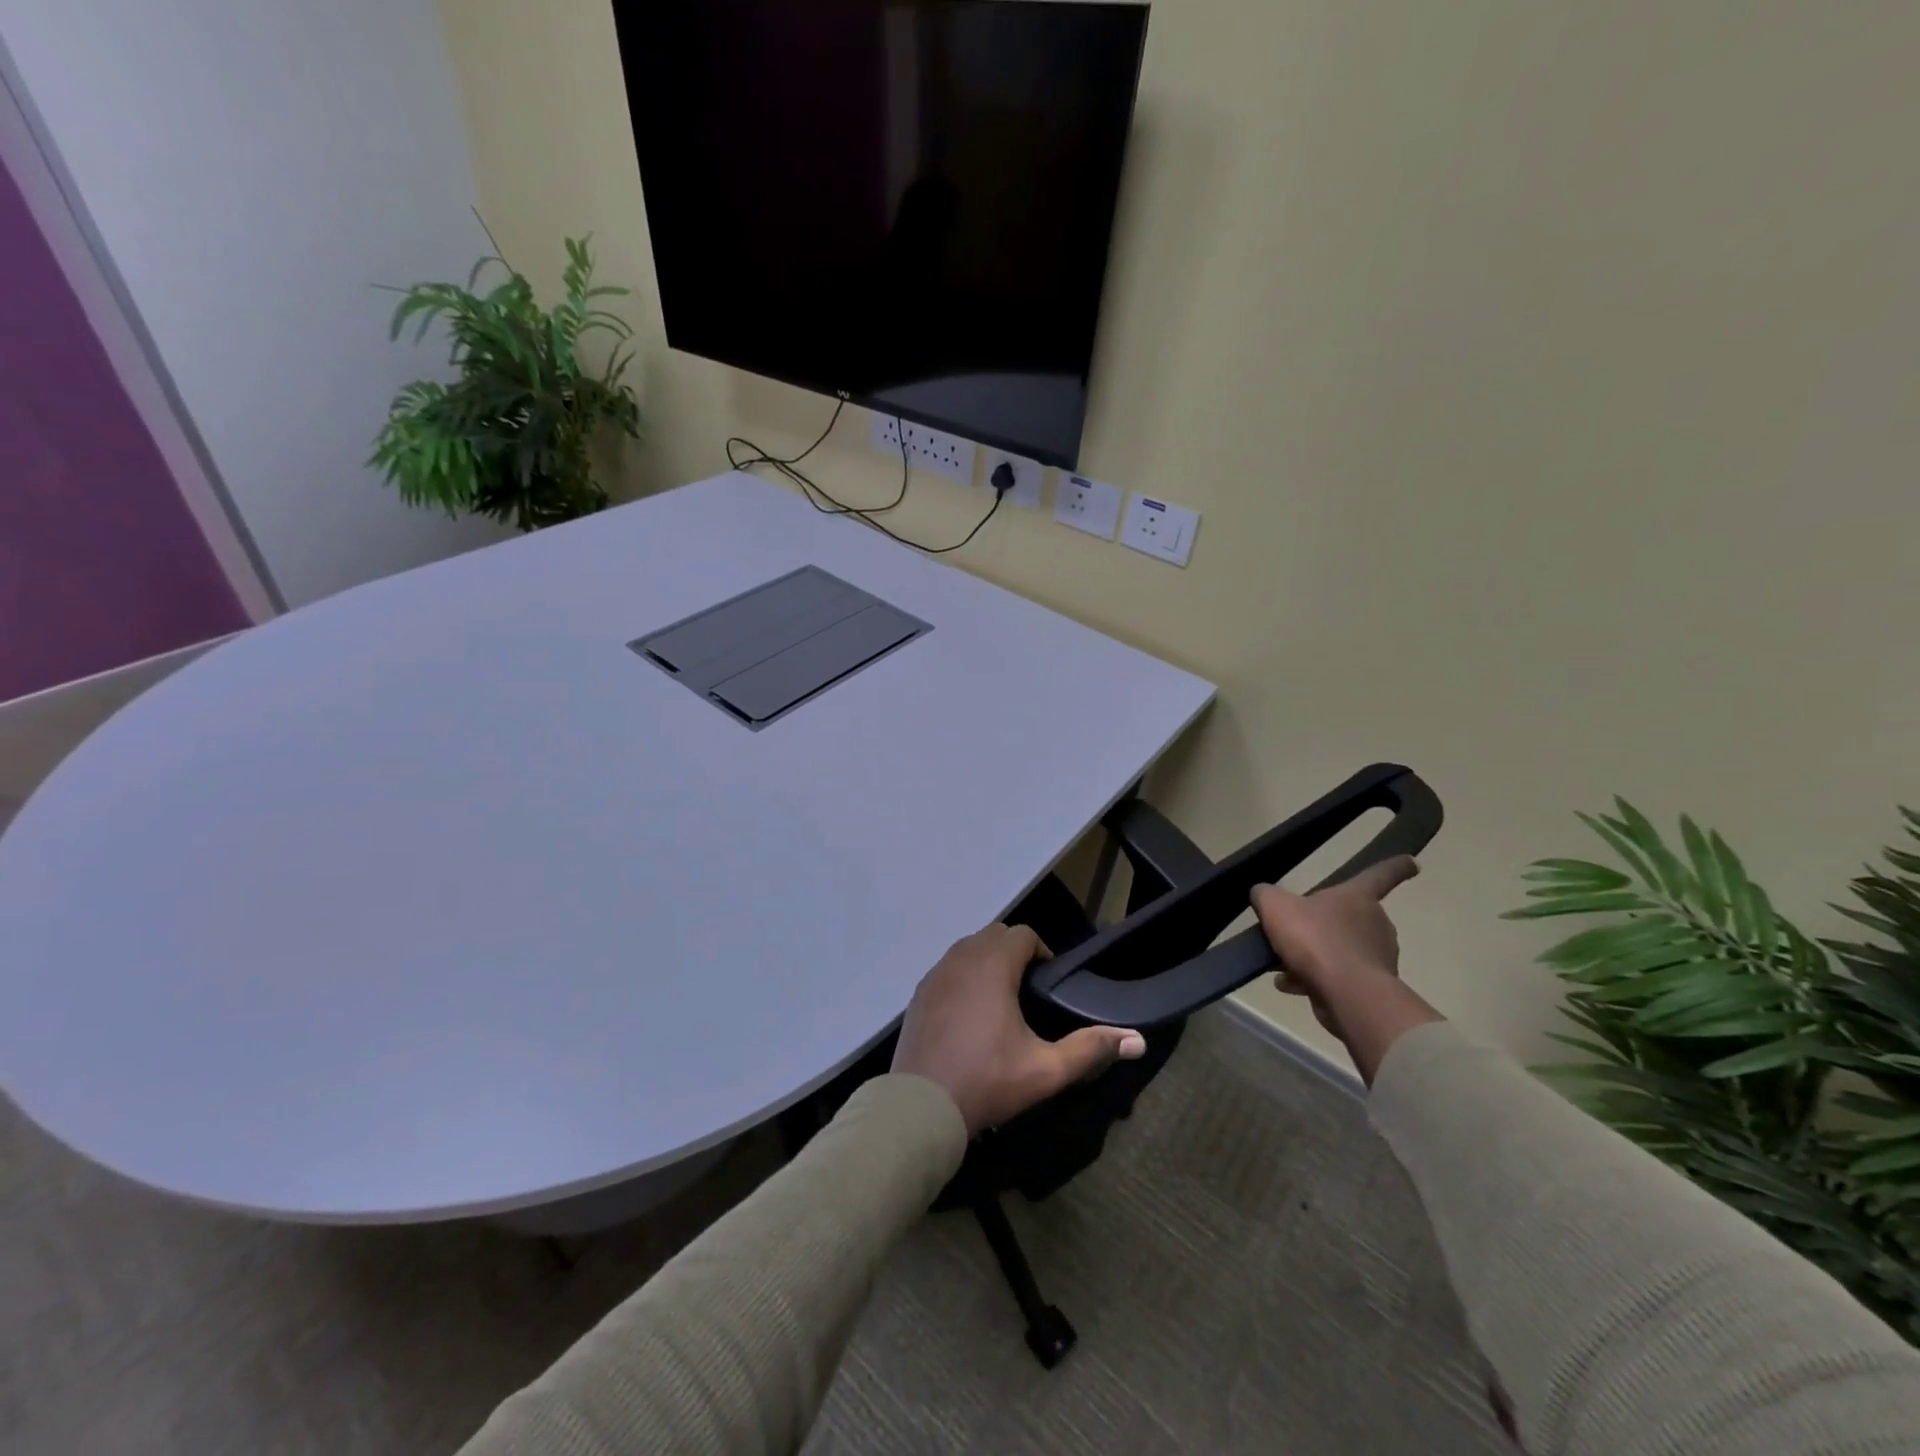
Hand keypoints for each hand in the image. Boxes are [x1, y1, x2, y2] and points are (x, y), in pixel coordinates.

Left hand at [893, 923, 1146, 1136]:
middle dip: (1015, 953)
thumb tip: (1138, 1040)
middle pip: (994, 935)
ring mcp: (935, 974)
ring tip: (1002, 1001)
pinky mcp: (919, 993)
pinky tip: (970, 1014)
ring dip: (988, 961)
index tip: (1048, 983)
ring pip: (967, 949)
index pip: (1022, 934)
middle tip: (1029, 991)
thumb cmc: (986, 1082)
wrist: (920, 1107)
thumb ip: (1090, 1049)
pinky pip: (947, 968)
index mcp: (992, 965)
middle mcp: (961, 959)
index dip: (1041, 951)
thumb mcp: (1046, 1070)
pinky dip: (963, 976)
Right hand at [1250, 857, 1418, 1029]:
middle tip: (1295, 932)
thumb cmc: (1314, 938)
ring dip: (1314, 956)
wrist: (1345, 993)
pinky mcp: (1371, 988)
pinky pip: (1337, 977)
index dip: (1394, 866)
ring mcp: (1377, 957)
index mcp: (1357, 897)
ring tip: (1282, 965)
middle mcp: (1375, 923)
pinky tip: (1290, 985)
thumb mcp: (1275, 906)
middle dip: (1324, 924)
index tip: (1412, 862)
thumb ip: (1266, 895)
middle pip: (1350, 917)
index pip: (1380, 874)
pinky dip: (1314, 979)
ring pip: (1339, 950)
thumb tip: (1263, 894)